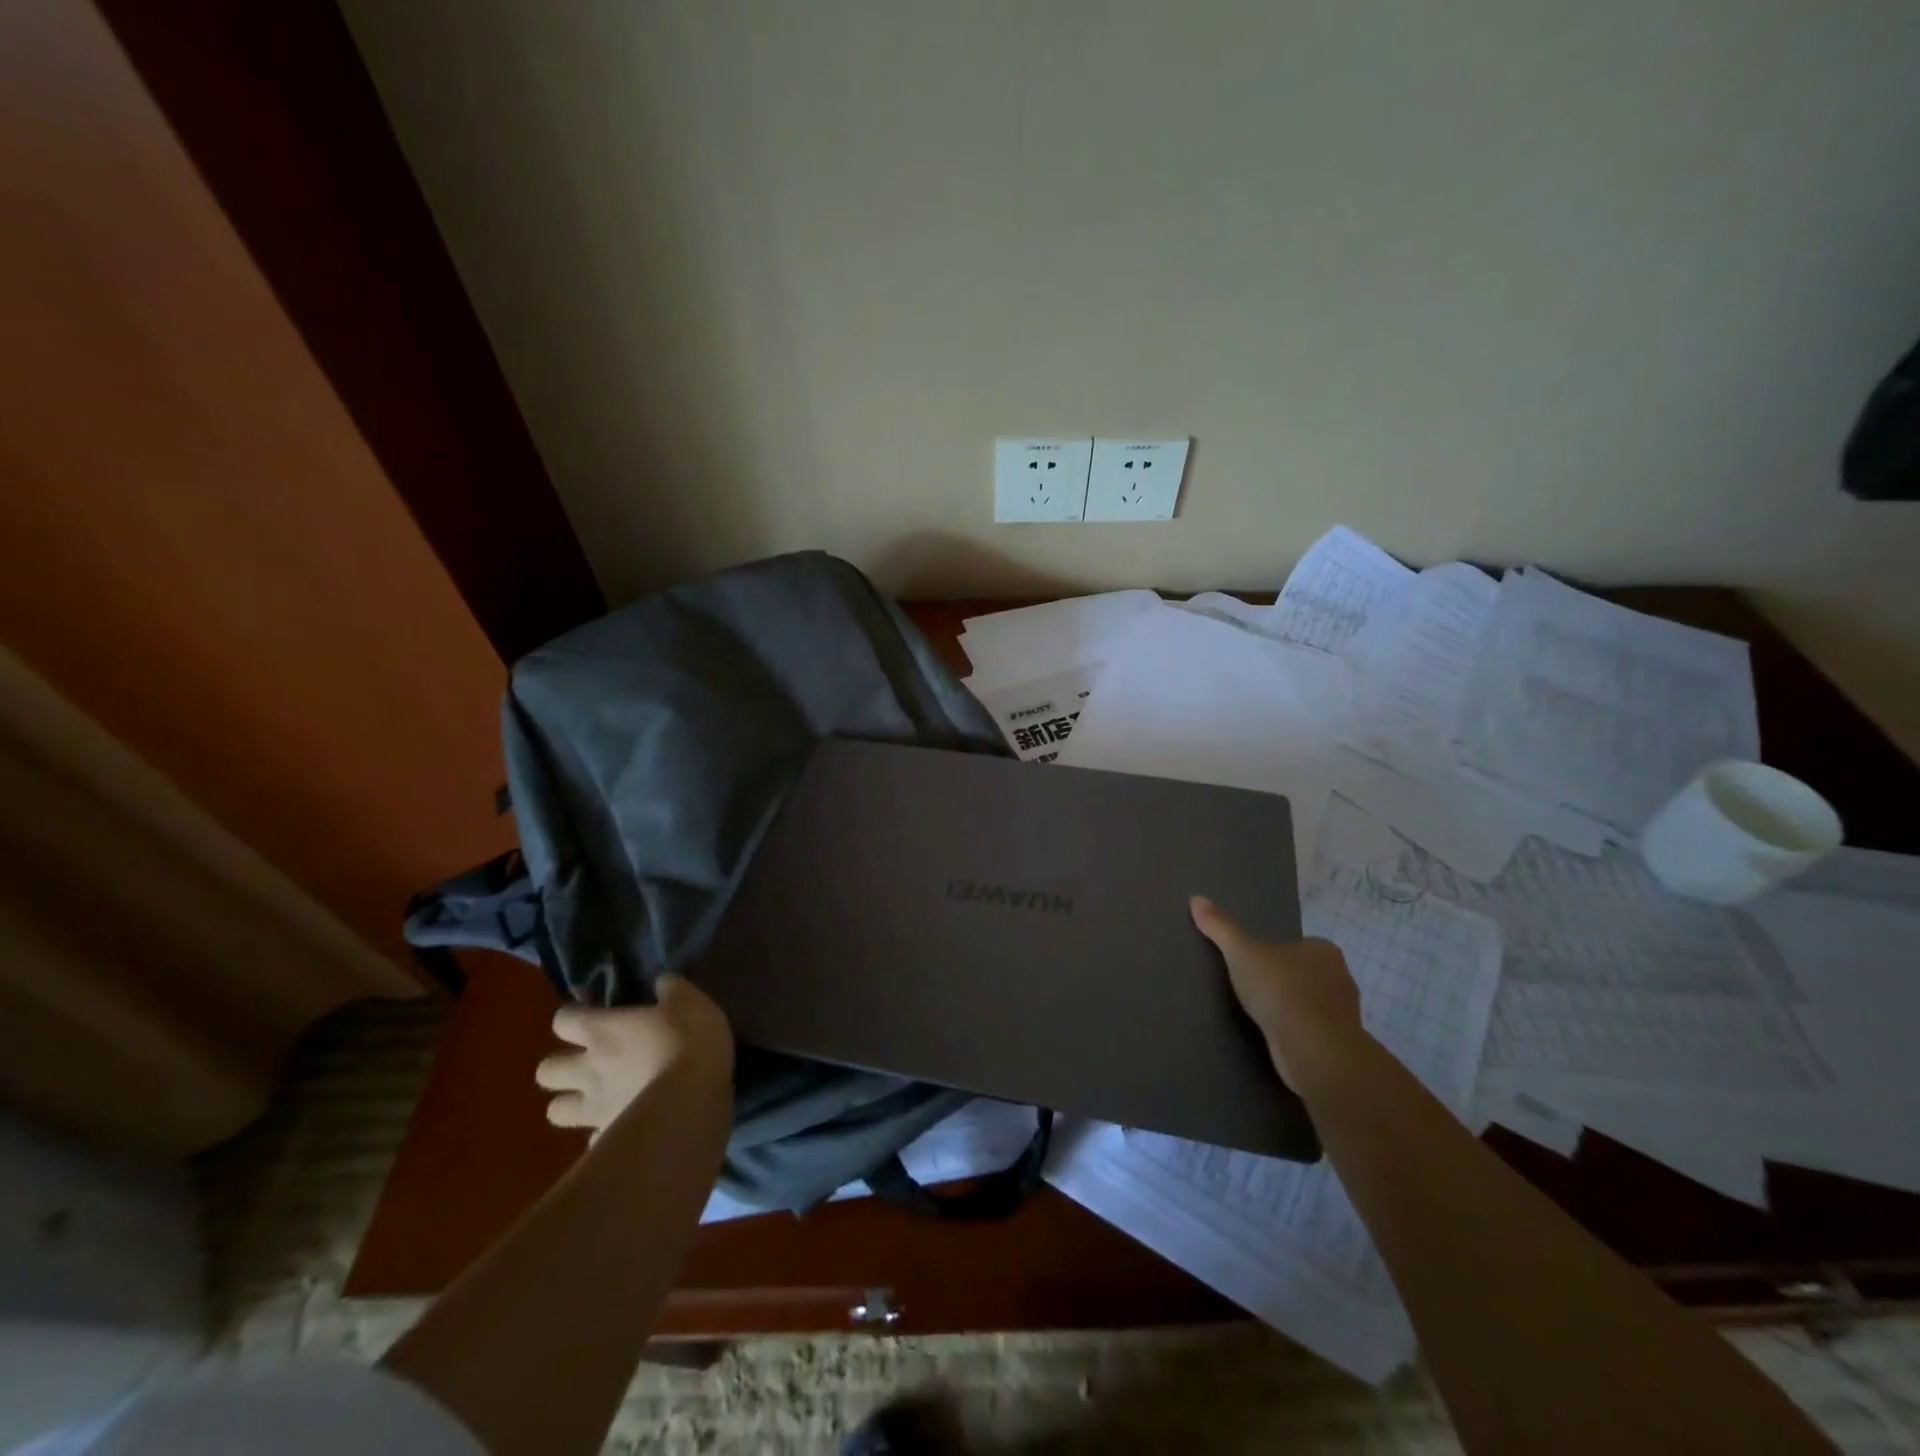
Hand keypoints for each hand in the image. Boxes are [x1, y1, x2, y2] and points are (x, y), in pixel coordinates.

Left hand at [534, 975, 733, 1135]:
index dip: (572, 1016)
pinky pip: (592, 1138)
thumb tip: (661, 982)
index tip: (589, 1012)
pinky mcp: (609, 1138)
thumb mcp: (689, 1001)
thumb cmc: (688, 1042)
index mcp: (602, 1031)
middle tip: (587, 1061)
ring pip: (556, 1112)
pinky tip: (622, 1124)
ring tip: (595, 1098)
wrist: (692, 1103)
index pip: (562, 1020)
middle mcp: (588, 1070)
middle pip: (545, 1071)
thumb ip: (670, 988)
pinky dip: (602, 1131)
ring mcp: (594, 1109)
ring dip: (570, 1103)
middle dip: (560, 1066)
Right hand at [1190, 894, 1363, 1087]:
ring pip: (1312, 1004)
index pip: (1301, 945)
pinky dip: (1297, 1033)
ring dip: (1292, 1009)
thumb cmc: (1281, 990)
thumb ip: (1220, 927)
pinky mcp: (1338, 1044)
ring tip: (1261, 1014)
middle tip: (1254, 986)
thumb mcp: (1242, 952)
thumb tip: (1196, 899)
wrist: (1314, 1050)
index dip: (1278, 953)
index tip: (1255, 963)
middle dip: (1286, 980)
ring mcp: (1343, 1014)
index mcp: (1324, 950)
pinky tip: (1276, 1038)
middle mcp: (1341, 977)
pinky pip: (1313, 1032)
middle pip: (1308, 973)